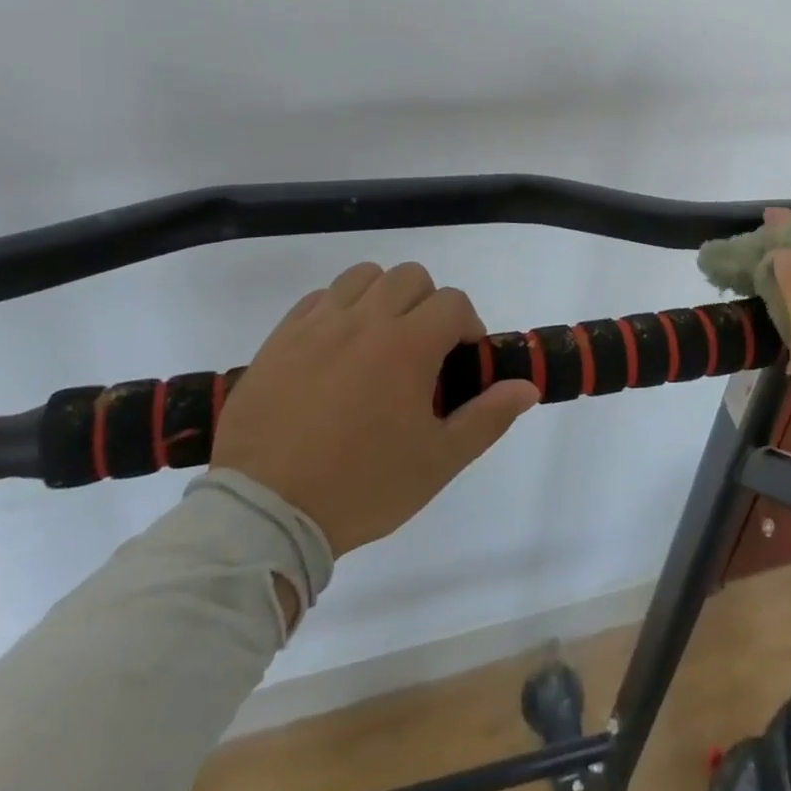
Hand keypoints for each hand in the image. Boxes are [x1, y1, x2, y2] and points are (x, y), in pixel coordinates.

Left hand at [212, 261, 538, 556]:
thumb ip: (487, 418)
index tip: (461, 360)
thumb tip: (526, 387)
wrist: (265, 513)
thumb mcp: (438, 462)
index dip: (467, 325)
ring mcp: (318, 325)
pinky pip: (318, 299)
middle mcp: (365, 320)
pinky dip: (337, 309)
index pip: (452, 303)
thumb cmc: (361, 486)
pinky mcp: (280, 339)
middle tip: (423, 349)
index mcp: (408, 345)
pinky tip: (336, 348)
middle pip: (410, 277)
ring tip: (379, 339)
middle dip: (428, 304)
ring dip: (382, 296)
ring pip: (363, 277)